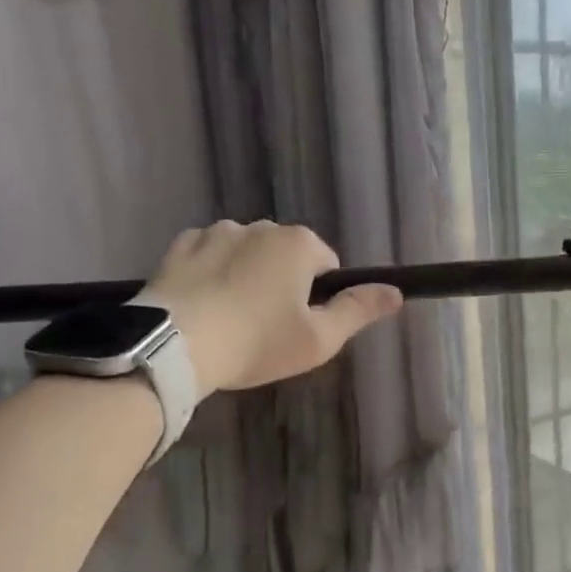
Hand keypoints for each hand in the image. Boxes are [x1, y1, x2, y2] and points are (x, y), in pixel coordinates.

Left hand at [144, 221, 402, 396]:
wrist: (174, 344)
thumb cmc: (257, 342)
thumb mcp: (319, 339)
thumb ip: (359, 310)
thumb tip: (396, 292)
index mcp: (299, 244)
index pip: (327, 265)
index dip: (319, 297)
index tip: (300, 326)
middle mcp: (259, 226)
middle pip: (286, 255)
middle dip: (283, 282)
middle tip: (266, 327)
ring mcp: (216, 232)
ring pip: (246, 252)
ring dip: (246, 274)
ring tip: (230, 318)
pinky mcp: (180, 246)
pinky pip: (208, 254)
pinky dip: (211, 272)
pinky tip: (203, 303)